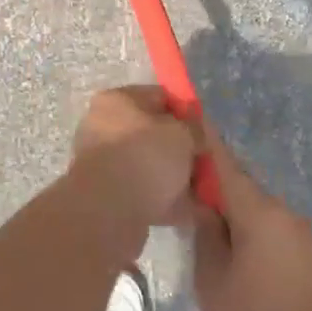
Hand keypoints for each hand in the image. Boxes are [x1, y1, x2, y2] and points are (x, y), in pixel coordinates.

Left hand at [66, 86, 199, 243]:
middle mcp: (104, 128)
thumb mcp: (181, 134)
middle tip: (207, 161)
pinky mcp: (110, 197)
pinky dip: (169, 201)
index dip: (186, 112)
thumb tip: (196, 135)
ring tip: (207, 191)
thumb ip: (194, 129)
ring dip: (177, 178)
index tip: (206, 130)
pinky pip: (147, 194)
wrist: (110, 211)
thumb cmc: (145, 156)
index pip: (159, 97)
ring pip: (150, 166)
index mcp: (116, 101)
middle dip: (182, 149)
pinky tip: (196, 213)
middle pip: (154, 135)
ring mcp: (105, 164)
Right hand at [193, 131, 311, 310]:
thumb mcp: (212, 281)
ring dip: (235, 215)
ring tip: (207, 236)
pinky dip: (253, 234)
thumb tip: (202, 204)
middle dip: (215, 188)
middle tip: (184, 198)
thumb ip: (205, 234)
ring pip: (259, 212)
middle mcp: (287, 214)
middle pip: (243, 188)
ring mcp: (305, 237)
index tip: (188, 114)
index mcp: (260, 213)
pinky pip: (275, 233)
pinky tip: (236, 259)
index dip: (205, 139)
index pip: (225, 163)